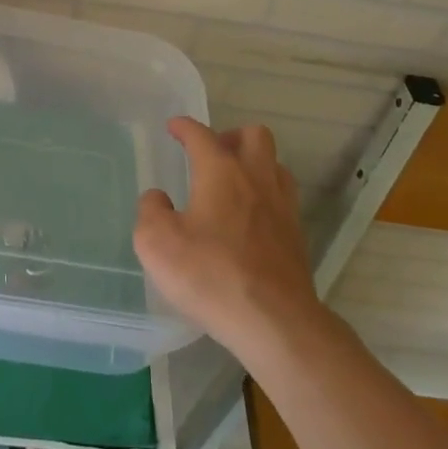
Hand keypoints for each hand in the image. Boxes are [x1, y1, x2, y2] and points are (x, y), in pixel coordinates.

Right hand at [134, 120, 321, 360]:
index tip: (174, 127)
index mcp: (221, 172)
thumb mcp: (157, 244)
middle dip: (231, 136)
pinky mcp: (296, 236)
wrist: (275, 321)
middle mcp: (256, 178)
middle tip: (212, 153)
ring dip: (254, 163)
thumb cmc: (211, 275)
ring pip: (275, 164)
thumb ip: (151, 211)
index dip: (185, 127)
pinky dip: (266, 195)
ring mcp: (282, 206)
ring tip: (234, 182)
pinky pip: (283, 197)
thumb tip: (157, 198)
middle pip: (254, 135)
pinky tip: (251, 217)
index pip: (201, 135)